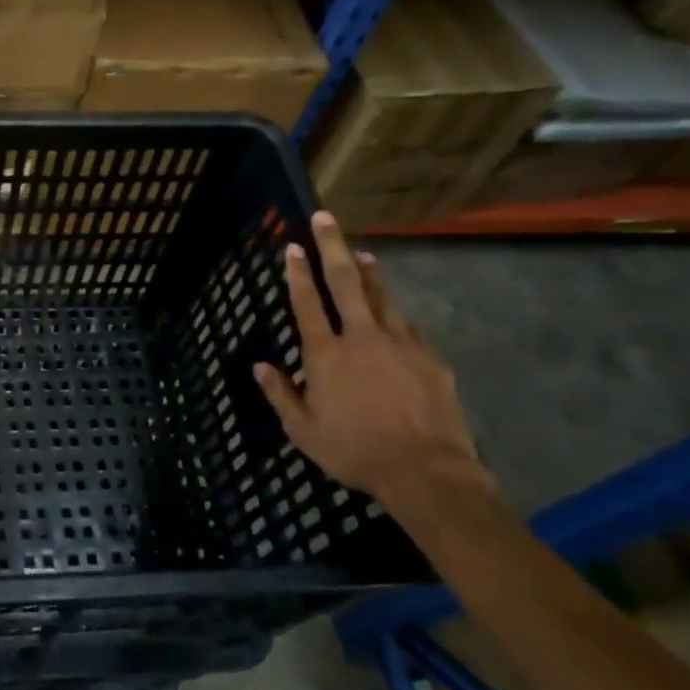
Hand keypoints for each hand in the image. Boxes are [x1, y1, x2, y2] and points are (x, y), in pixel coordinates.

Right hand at [253, 212, 487, 517]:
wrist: (425, 471)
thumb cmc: (354, 451)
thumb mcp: (303, 431)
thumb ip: (281, 394)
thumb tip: (260, 366)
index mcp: (326, 355)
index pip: (307, 304)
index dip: (297, 273)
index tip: (293, 247)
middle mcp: (361, 338)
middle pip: (345, 282)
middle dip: (332, 247)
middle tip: (325, 218)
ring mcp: (399, 344)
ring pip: (381, 297)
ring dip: (368, 272)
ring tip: (360, 252)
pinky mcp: (429, 357)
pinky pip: (407, 326)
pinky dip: (394, 312)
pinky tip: (392, 311)